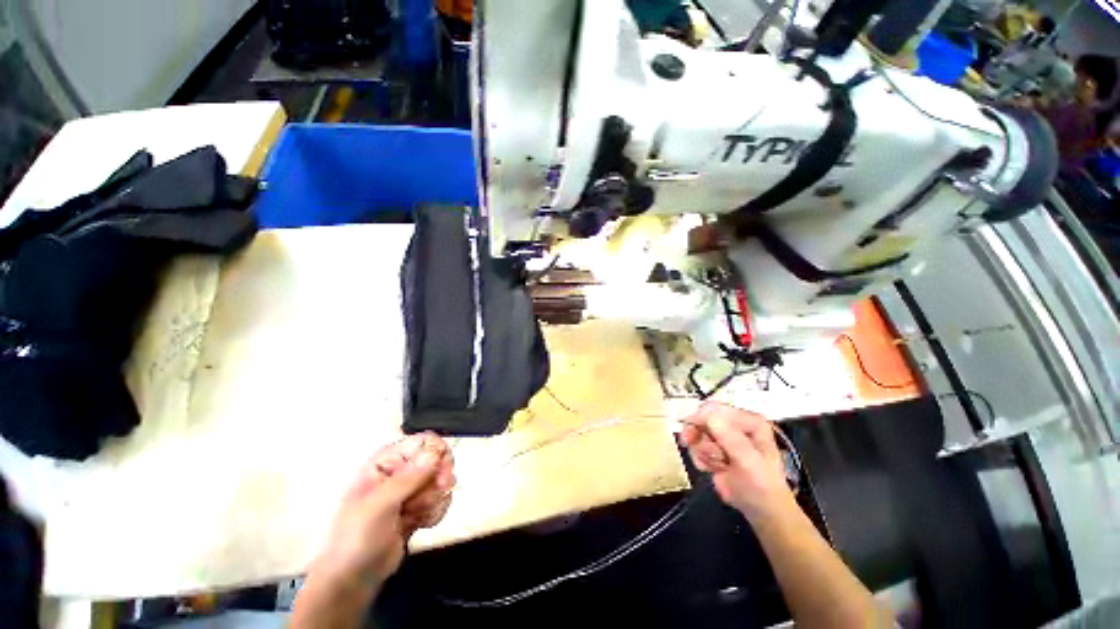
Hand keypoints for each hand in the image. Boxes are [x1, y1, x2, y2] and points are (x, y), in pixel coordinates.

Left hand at [312, 433, 455, 592]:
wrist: (352, 580)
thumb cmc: (356, 538)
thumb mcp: (379, 506)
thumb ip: (408, 478)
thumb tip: (435, 453)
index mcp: (386, 461)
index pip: (424, 441)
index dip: (438, 452)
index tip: (443, 473)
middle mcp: (401, 470)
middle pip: (438, 459)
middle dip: (439, 479)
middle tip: (433, 496)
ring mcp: (410, 490)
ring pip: (442, 480)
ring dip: (435, 499)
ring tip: (416, 516)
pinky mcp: (419, 507)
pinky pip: (441, 499)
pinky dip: (436, 512)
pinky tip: (421, 524)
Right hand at [679, 402, 793, 521]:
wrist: (761, 512)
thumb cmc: (762, 486)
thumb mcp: (749, 463)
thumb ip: (731, 439)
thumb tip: (709, 416)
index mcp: (749, 421)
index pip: (717, 409)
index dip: (701, 417)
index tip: (691, 430)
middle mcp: (735, 425)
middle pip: (702, 418)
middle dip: (698, 434)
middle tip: (688, 442)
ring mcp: (723, 437)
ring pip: (697, 433)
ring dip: (702, 450)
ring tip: (717, 464)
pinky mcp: (713, 449)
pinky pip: (696, 447)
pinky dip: (700, 458)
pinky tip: (713, 468)